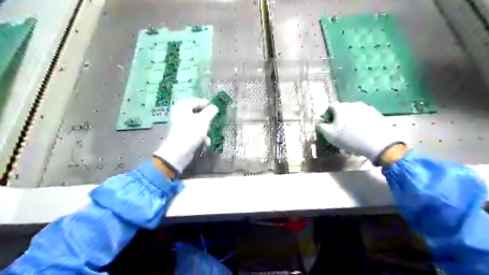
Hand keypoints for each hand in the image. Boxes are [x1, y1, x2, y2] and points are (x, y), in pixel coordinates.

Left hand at [154, 98, 217, 172]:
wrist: (178, 152)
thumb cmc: (192, 132)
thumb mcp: (204, 120)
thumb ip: (211, 111)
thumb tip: (215, 107)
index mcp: (183, 106)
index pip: (198, 101)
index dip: (208, 105)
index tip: (217, 110)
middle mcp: (180, 113)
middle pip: (198, 113)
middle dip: (208, 120)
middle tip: (214, 123)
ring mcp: (180, 124)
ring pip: (197, 123)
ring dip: (206, 130)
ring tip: (210, 136)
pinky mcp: (182, 134)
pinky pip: (194, 132)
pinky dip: (201, 137)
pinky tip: (205, 144)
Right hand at [318, 101, 404, 165]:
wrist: (379, 143)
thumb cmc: (350, 139)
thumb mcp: (330, 135)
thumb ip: (321, 127)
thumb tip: (319, 123)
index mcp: (341, 107)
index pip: (330, 107)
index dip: (327, 116)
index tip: (327, 126)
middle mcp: (353, 104)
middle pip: (342, 109)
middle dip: (339, 118)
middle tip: (339, 130)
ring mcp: (367, 108)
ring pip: (354, 113)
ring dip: (350, 120)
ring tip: (351, 133)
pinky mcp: (377, 114)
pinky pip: (364, 117)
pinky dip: (360, 123)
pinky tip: (362, 133)